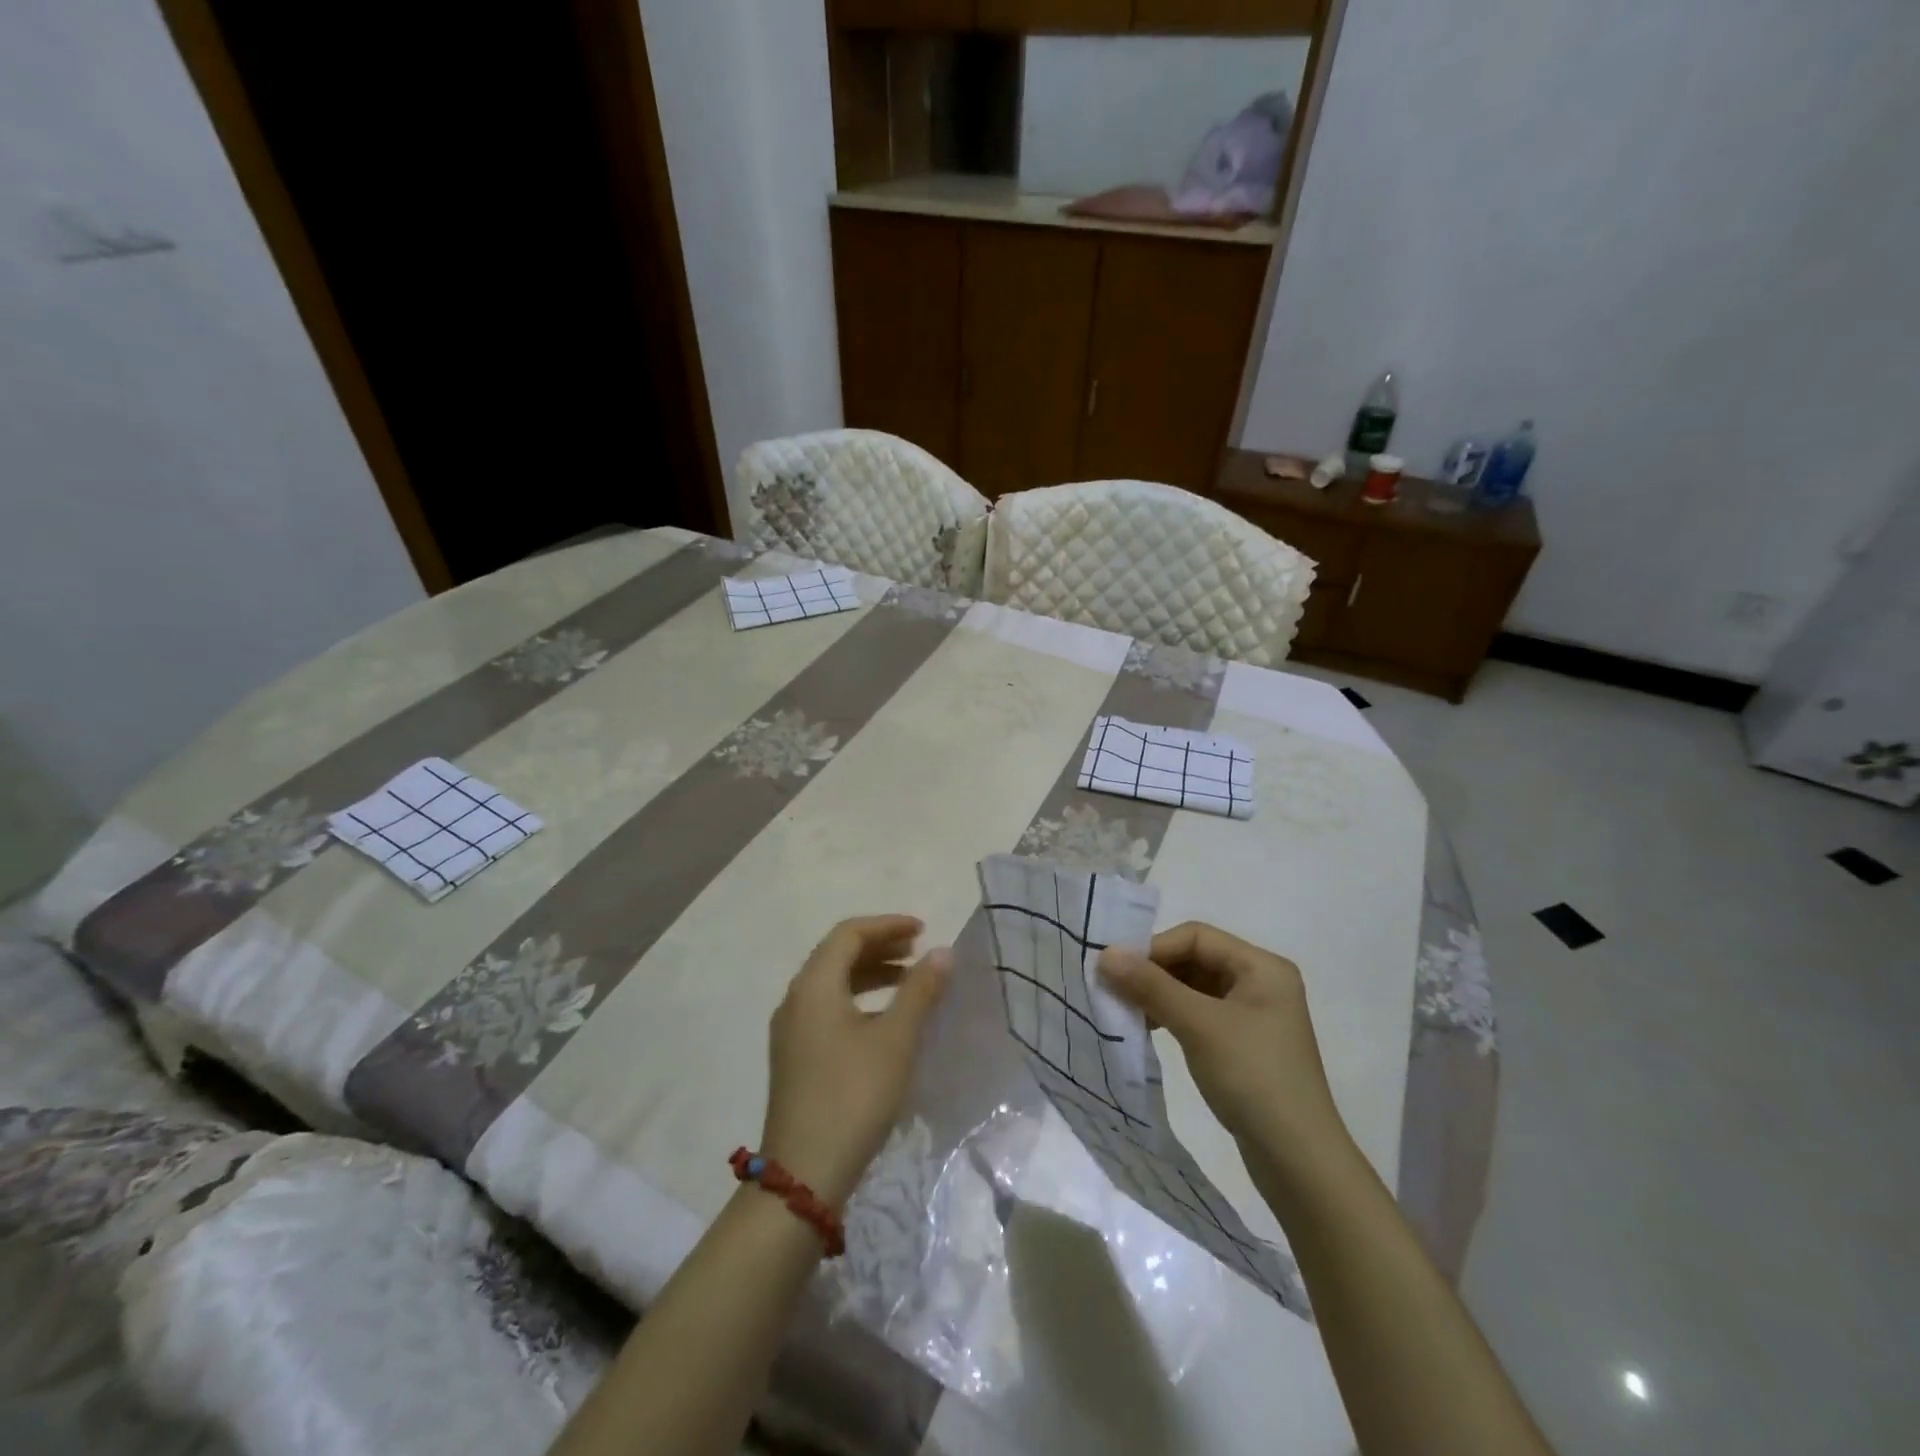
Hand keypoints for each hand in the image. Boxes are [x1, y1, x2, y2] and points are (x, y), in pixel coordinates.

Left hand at [761, 915, 951, 1209]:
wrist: (804, 1174)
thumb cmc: (854, 1095)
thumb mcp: (896, 1040)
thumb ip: (920, 991)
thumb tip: (942, 952)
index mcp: (814, 985)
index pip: (849, 934)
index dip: (887, 925)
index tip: (923, 931)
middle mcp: (795, 999)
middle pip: (837, 954)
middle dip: (879, 946)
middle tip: (918, 951)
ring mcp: (791, 1030)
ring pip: (832, 983)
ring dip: (870, 973)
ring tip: (908, 980)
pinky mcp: (795, 1056)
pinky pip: (827, 1008)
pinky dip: (858, 999)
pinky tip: (884, 1020)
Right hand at [1098, 922, 1347, 1175]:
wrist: (1298, 1161)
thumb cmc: (1254, 1078)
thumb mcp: (1198, 1025)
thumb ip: (1151, 986)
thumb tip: (1105, 954)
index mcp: (1262, 967)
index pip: (1196, 937)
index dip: (1154, 948)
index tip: (1116, 969)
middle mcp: (1260, 982)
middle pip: (1194, 959)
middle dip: (1153, 972)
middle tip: (1113, 988)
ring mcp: (1253, 1015)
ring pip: (1193, 988)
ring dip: (1158, 994)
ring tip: (1124, 1010)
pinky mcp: (1243, 1044)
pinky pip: (1199, 1014)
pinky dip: (1171, 1015)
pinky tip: (1147, 1028)